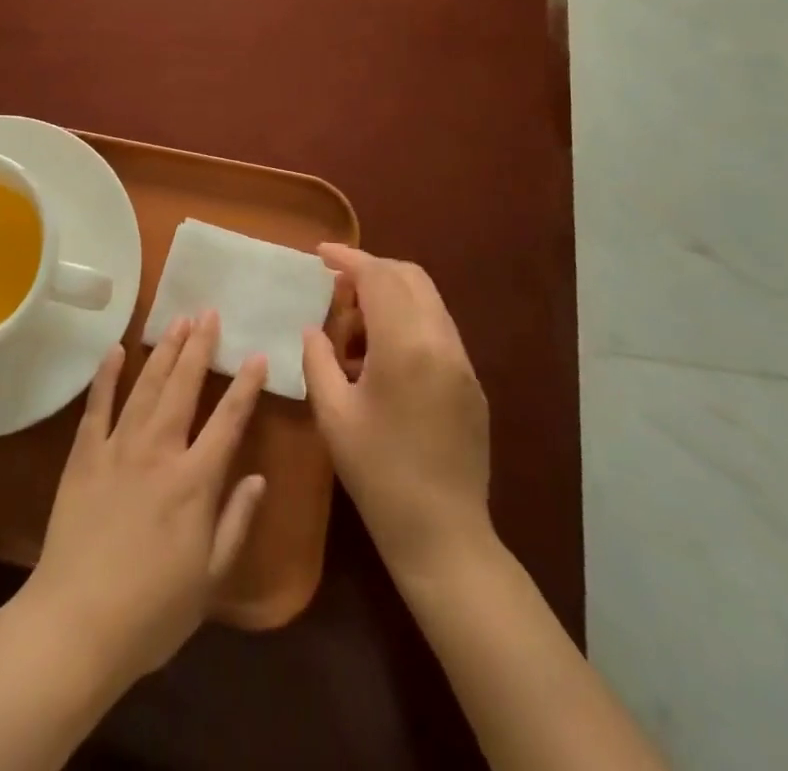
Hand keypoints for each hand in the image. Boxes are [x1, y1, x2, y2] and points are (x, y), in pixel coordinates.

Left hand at [22, 312, 268, 684]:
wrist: (77, 624)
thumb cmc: (152, 611)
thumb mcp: (210, 578)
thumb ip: (236, 522)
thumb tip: (259, 477)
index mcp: (195, 482)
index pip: (228, 421)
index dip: (244, 386)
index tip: (256, 356)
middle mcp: (159, 451)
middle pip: (183, 387)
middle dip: (198, 347)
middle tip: (208, 313)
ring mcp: (117, 448)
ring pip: (145, 386)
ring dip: (162, 351)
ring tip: (176, 321)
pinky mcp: (84, 455)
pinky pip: (97, 405)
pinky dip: (106, 375)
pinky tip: (115, 349)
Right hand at [301, 245, 495, 588]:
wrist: (443, 535)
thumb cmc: (378, 473)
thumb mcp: (333, 414)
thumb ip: (318, 359)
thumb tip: (314, 329)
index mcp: (406, 346)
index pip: (378, 277)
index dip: (348, 258)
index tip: (320, 252)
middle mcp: (442, 342)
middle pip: (410, 277)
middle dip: (372, 270)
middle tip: (337, 287)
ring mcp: (463, 362)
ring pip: (427, 301)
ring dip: (391, 296)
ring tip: (355, 326)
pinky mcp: (472, 383)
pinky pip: (438, 329)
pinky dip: (408, 321)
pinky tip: (382, 356)